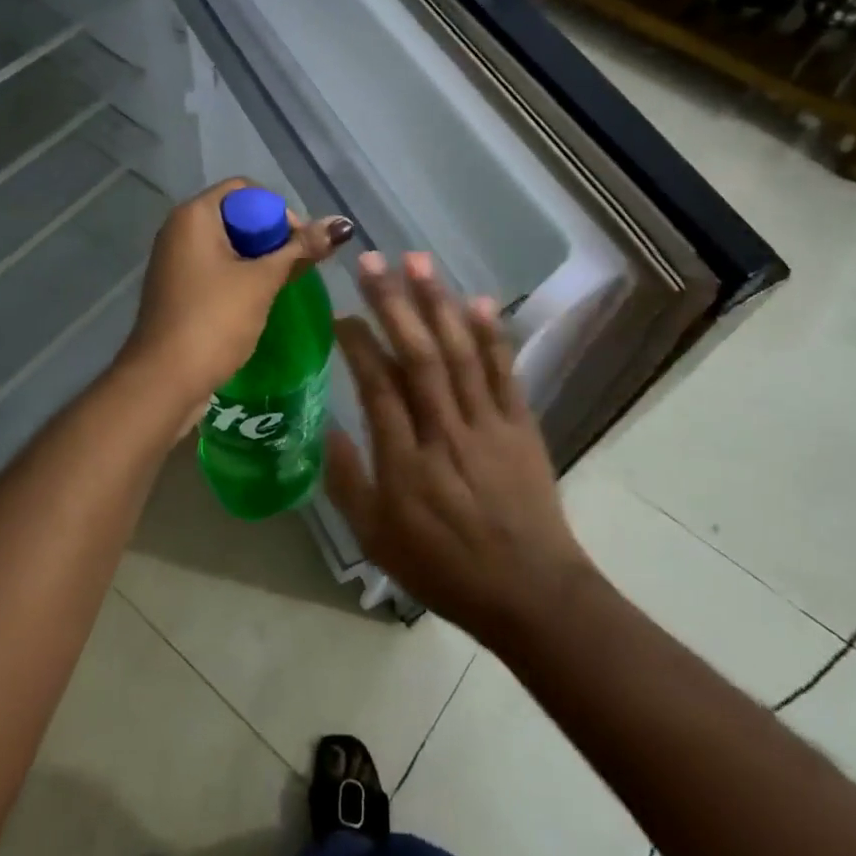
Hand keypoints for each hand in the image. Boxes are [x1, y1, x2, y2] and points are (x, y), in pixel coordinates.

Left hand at [120, 179, 351, 425]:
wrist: (163, 380)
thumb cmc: (214, 320)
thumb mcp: (263, 281)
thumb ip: (301, 249)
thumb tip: (342, 224)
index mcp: (194, 215)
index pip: (244, 189)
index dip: (277, 209)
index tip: (298, 242)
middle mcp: (179, 230)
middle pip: (237, 215)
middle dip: (271, 236)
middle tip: (296, 265)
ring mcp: (175, 260)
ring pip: (228, 244)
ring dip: (258, 259)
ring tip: (282, 284)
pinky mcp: (178, 288)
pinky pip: (215, 267)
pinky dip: (240, 276)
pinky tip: (258, 300)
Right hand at [325, 253, 592, 647]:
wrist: (530, 594)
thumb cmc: (444, 569)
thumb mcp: (377, 540)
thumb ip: (347, 482)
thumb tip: (325, 428)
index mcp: (406, 462)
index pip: (378, 387)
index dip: (358, 344)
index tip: (340, 313)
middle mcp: (446, 432)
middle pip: (417, 357)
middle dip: (393, 303)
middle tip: (372, 260)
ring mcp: (488, 424)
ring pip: (460, 353)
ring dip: (438, 303)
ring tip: (418, 261)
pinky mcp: (520, 425)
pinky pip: (505, 372)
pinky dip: (493, 335)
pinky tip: (479, 300)